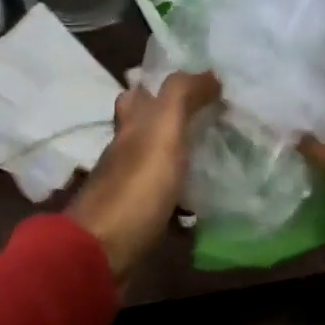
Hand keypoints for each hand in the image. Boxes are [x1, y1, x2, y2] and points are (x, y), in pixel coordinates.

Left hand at [66, 72, 219, 277]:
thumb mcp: (162, 130)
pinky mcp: (137, 221)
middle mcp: (125, 152)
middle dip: (175, 123)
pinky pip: (165, 203)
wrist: (103, 252)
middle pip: (148, 130)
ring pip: (158, 165)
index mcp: (129, 126)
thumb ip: (182, 96)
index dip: (162, 85)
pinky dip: (183, 200)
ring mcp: (129, 189)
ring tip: (220, 158)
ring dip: (182, 160)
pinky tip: (206, 203)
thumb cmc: (136, 186)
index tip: (200, 84)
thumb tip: (210, 73)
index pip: (139, 94)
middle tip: (214, 121)